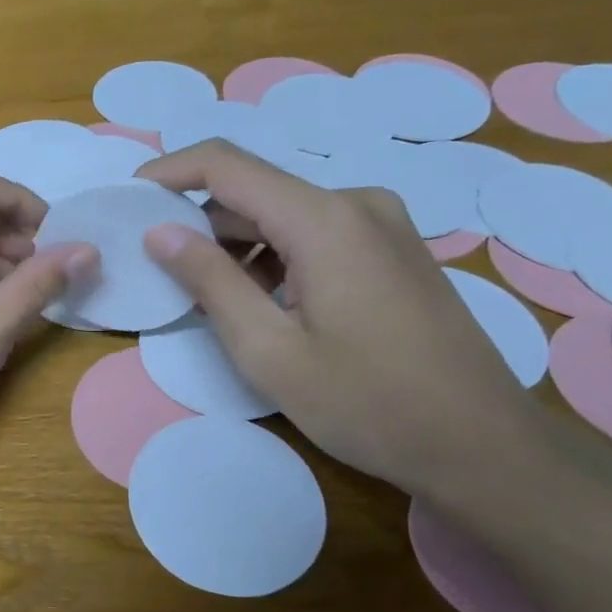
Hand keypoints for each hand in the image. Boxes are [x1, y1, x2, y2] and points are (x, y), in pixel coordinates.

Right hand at [136, 140, 547, 499]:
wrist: (484, 447)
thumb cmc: (368, 404)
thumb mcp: (269, 351)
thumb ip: (209, 282)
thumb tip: (160, 232)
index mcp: (324, 219)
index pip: (225, 165)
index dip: (168, 172)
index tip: (128, 199)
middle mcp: (357, 203)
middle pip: (254, 191)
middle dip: (198, 222)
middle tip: (157, 267)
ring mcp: (383, 225)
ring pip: (284, 215)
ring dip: (236, 245)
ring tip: (205, 298)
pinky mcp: (394, 250)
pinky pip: (315, 234)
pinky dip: (274, 257)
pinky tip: (261, 303)